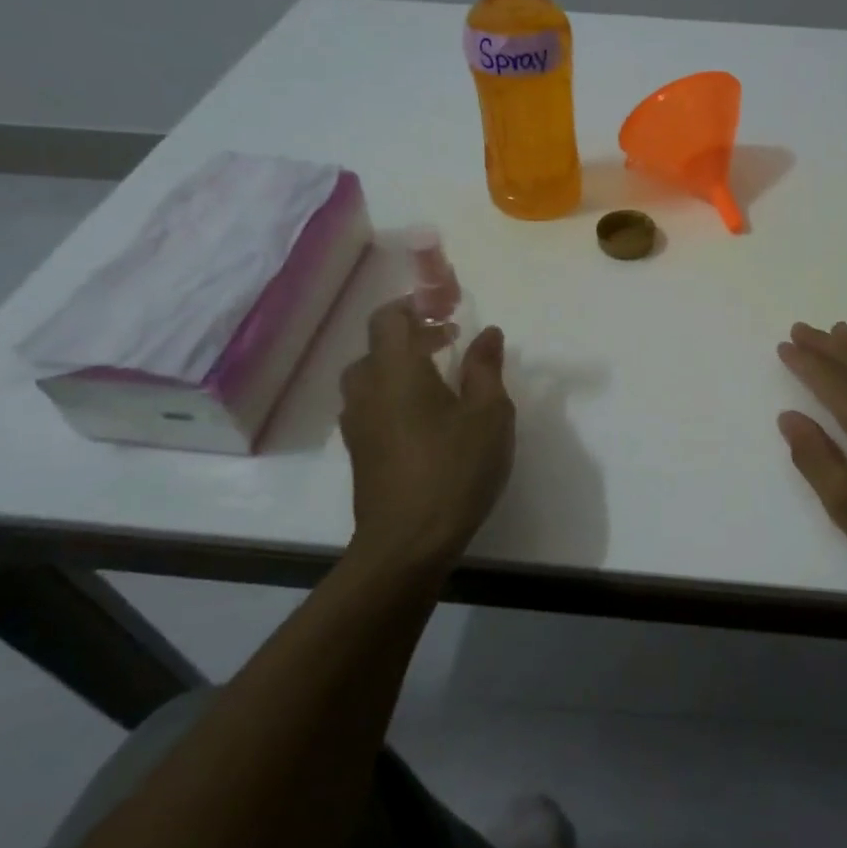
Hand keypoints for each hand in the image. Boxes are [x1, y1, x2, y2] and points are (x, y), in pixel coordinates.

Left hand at [340, 300, 515, 567]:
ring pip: (370, 375)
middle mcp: (366, 388)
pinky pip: (370, 402)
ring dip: (400, 364)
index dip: (416, 305)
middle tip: (448, 340)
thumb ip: (486, 368)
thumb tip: (488, 333)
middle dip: (411, 334)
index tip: (446, 308)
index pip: (390, 318)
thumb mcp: (489, 414)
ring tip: (437, 377)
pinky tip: (423, 415)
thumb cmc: (454, 469)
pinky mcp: (359, 449)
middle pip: (377, 344)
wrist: (407, 541)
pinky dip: (392, 392)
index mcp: (396, 370)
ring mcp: (357, 421)